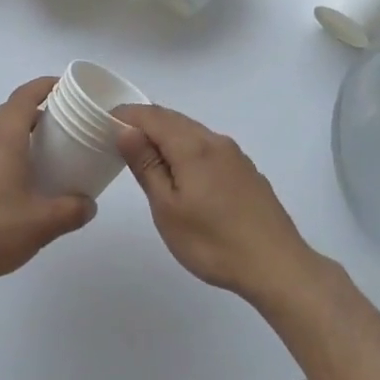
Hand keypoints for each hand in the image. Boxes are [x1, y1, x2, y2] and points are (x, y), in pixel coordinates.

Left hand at [0, 78, 95, 295]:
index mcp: (4, 138)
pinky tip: (26, 178)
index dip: (47, 85)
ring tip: (52, 149)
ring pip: (1, 130)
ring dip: (25, 131)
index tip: (70, 87)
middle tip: (69, 121)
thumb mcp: (41, 224)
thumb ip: (71, 211)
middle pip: (12, 110)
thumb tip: (89, 204)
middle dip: (41, 108)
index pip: (25, 96)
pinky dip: (12, 150)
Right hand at [113, 105, 316, 304]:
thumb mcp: (168, 209)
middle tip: (119, 138)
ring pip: (193, 132)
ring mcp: (234, 155)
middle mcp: (215, 141)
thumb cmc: (213, 242)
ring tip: (146, 156)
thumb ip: (147, 166)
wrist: (276, 265)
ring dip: (166, 136)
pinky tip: (183, 173)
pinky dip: (186, 149)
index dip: (126, 115)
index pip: (152, 116)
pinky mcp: (246, 171)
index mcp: (193, 146)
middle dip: (145, 123)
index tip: (103, 122)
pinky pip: (208, 147)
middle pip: (174, 119)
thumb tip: (126, 130)